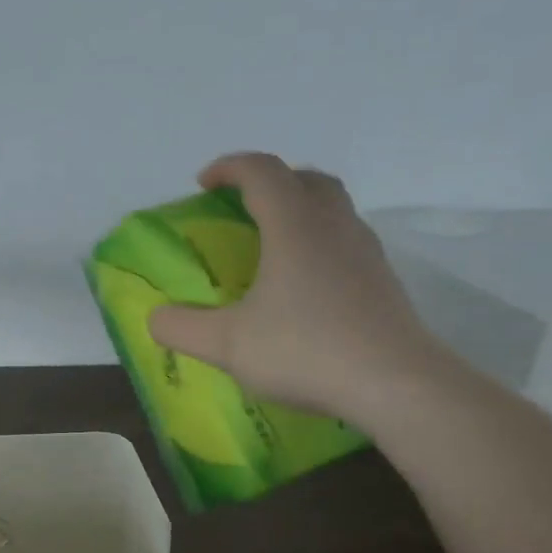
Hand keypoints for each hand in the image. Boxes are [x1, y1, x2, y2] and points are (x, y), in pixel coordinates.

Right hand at [147, 153, 441, 421]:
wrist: (395, 384)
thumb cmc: (305, 350)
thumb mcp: (226, 344)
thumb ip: (181, 328)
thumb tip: (156, 316)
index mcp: (294, 226)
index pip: (262, 171)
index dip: (229, 168)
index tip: (203, 185)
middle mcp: (333, 226)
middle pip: (305, 178)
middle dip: (269, 181)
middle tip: (241, 207)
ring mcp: (365, 251)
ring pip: (332, 207)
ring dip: (298, 209)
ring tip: (270, 245)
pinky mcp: (382, 280)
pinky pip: (345, 239)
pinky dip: (318, 241)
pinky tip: (303, 284)